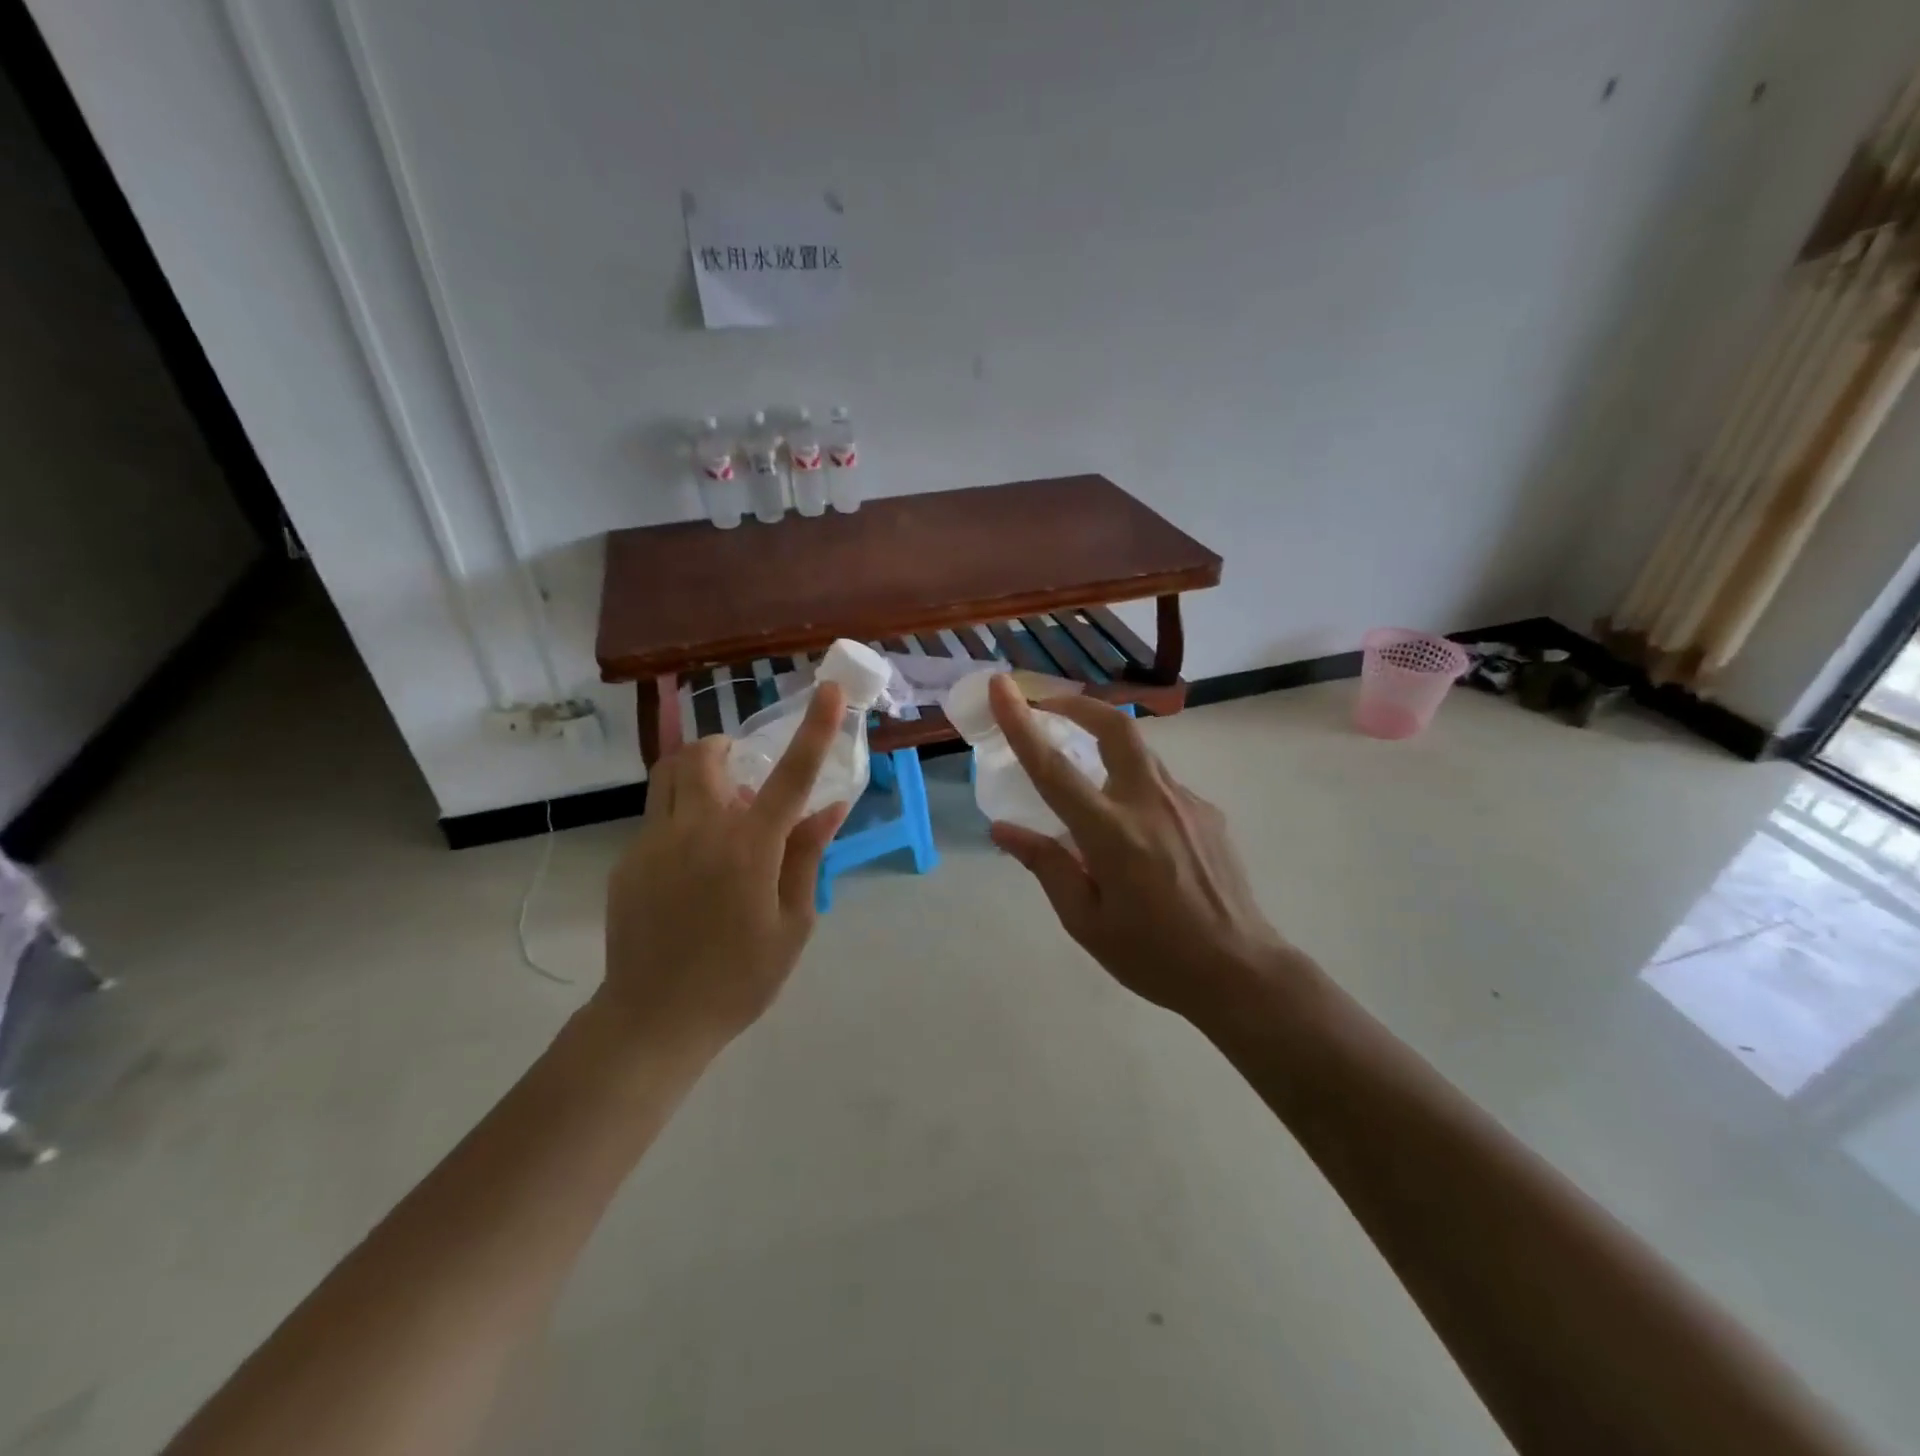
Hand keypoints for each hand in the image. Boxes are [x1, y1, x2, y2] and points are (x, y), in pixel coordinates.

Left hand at [600, 683, 849, 1054]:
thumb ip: (807, 857)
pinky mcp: (629, 860)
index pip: (791, 775)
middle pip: (704, 755)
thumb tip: (830, 807)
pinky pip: (657, 815)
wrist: (653, 1020)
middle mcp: (699, 831)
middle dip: (727, 748)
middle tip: (747, 773)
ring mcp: (655, 842)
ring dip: (699, 772)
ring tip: (720, 806)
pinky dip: (682, 815)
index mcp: (749, 849)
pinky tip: (694, 863)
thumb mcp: (793, 924)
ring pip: (669, 774)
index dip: (815, 728)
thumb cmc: (739, 979)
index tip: (830, 690)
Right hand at [986, 676, 1311, 1030]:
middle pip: (1115, 727)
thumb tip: (1004, 829)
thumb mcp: (1085, 921)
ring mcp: (1186, 802)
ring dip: (1106, 749)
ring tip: (1087, 783)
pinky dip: (1134, 789)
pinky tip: (1135, 833)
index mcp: (1111, 833)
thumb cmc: (1153, 955)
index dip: (1021, 723)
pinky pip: (1161, 786)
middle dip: (1079, 705)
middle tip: (1050, 708)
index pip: (1053, 768)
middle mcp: (1149, 803)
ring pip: (1139, 755)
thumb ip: (1046, 866)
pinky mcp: (1208, 812)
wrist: (1240, 971)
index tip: (1001, 687)